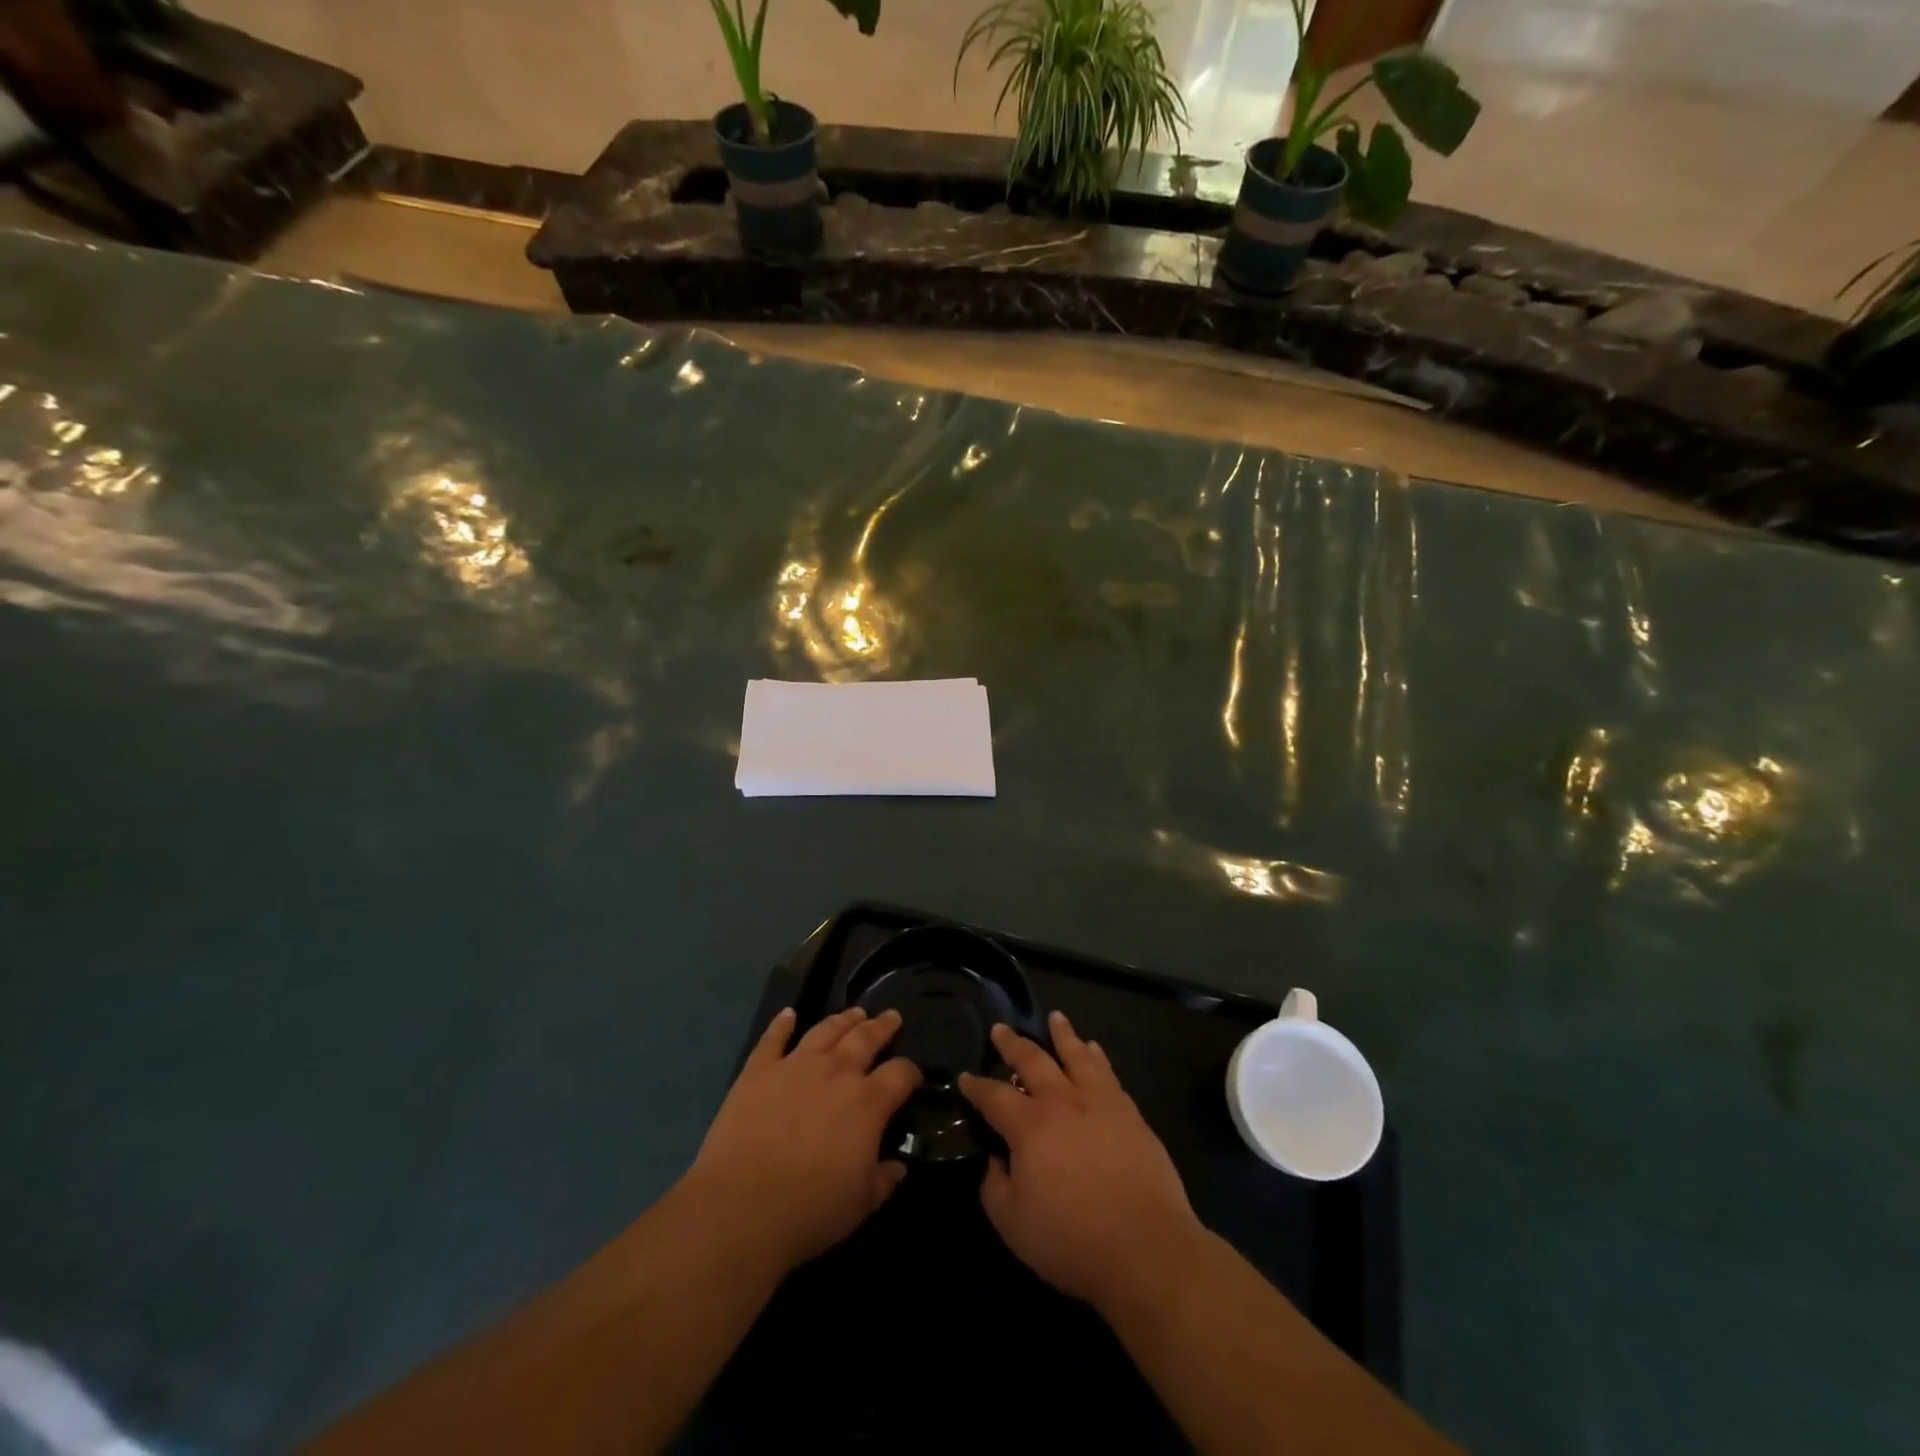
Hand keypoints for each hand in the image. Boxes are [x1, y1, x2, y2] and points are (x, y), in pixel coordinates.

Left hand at [685, 1006, 919, 1273]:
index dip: (911, 1072)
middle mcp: (836, 1072)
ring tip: (854, 1013)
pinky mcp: (758, 1070)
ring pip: (825, 1030)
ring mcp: (795, 1065)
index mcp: (867, 1102)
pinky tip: (788, 1014)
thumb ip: (883, 1180)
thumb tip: (898, 1166)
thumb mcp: (859, 1205)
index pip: (900, 1074)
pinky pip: (773, 1038)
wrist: (740, 1208)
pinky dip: (782, 1023)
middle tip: (891, 1017)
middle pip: (865, 1038)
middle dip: (882, 1026)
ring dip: (843, 1019)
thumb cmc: (809, 1211)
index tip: (914, 1076)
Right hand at [959, 1011, 1203, 1312]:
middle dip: (1012, 1043)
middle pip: (1032, 1060)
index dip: (976, 1086)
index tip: (965, 1077)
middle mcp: (1062, 1102)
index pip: (994, 1096)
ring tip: (1055, 1018)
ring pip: (1076, 1054)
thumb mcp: (1013, 1224)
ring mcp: (1099, 1102)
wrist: (1146, 1248)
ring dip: (1062, 1034)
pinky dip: (1096, 1056)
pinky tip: (1094, 1049)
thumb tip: (994, 1158)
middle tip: (1000, 1029)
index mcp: (1029, 1126)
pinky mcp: (1129, 1112)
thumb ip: (995, 1185)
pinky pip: (1108, 1072)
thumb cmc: (1072, 1240)